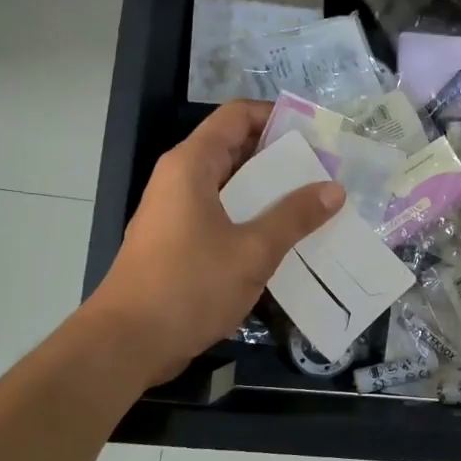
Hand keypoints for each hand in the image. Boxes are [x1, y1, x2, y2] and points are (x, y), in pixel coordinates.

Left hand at [87, 101, 342, 388]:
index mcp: (192, 165)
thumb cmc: (188, 286)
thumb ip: (294, 216)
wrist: (126, 343)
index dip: (276, 117)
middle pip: (236, 150)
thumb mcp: (252, 251)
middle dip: (281, 159)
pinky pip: (223, 217)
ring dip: (271, 194)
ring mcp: (177, 213)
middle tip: (327, 173)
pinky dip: (253, 221)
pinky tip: (286, 241)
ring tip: (316, 206)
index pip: (237, 116)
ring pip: (231, 188)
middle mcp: (181, 179)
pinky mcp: (178, 243)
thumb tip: (333, 188)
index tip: (317, 135)